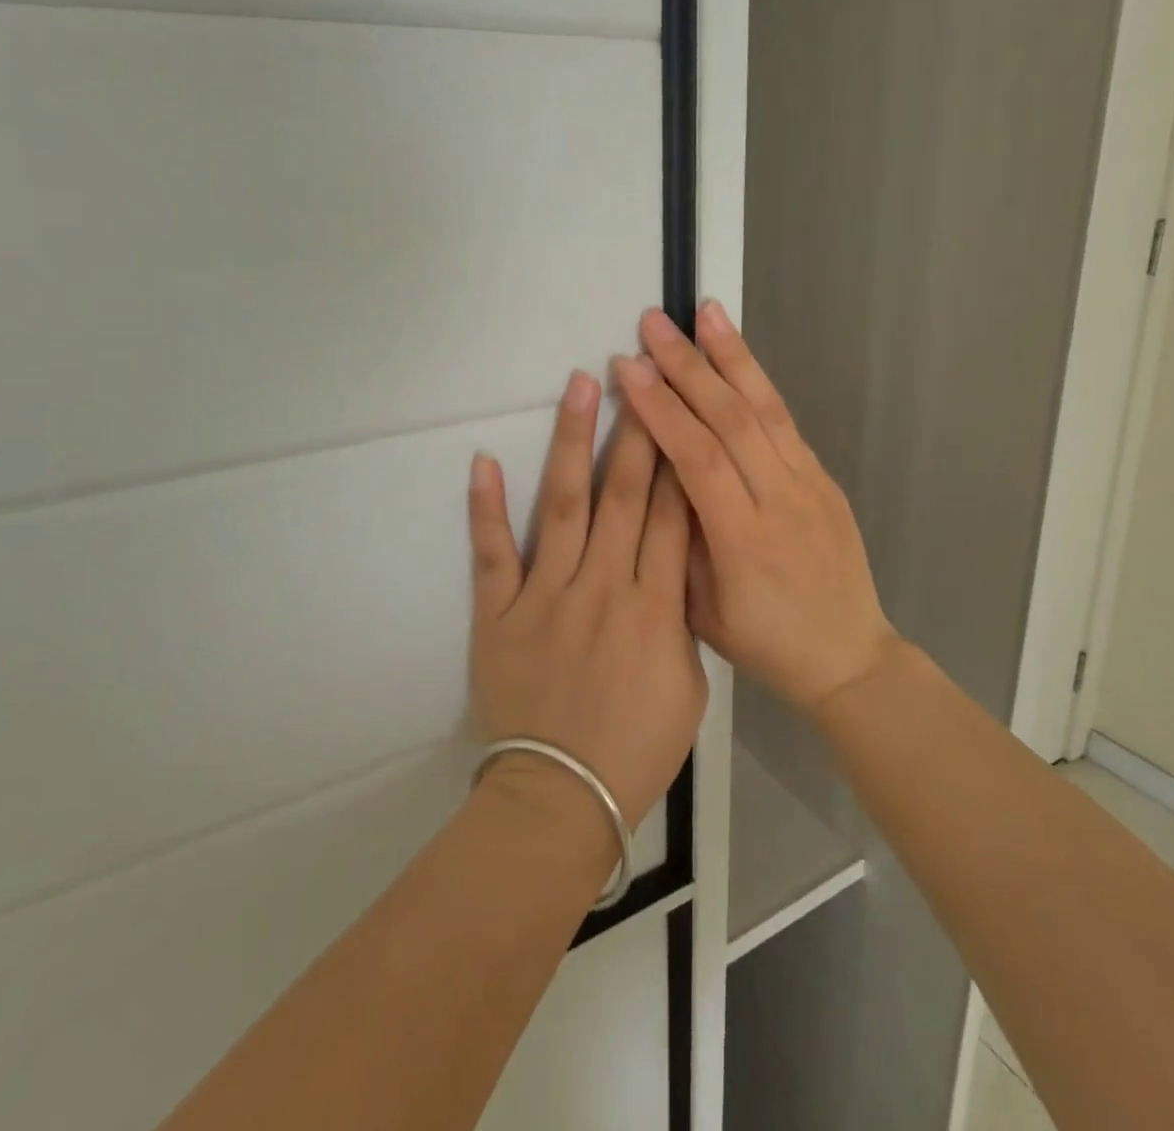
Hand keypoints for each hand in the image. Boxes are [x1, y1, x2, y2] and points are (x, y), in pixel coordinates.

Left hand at [468, 369, 706, 830]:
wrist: (561, 798)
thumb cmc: (637, 749)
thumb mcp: (688, 686)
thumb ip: (682, 619)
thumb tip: (673, 567)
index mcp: (656, 608)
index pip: (674, 516)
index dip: (680, 459)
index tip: (680, 411)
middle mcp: (603, 587)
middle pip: (625, 495)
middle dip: (636, 429)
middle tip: (639, 374)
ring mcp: (546, 595)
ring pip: (564, 505)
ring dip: (572, 442)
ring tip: (580, 387)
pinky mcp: (498, 612)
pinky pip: (493, 552)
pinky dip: (486, 507)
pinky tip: (485, 459)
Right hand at [614, 302, 898, 713]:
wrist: (849, 657)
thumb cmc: (765, 644)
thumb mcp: (703, 611)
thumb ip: (680, 540)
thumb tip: (660, 476)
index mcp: (744, 540)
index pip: (698, 458)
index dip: (662, 409)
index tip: (628, 368)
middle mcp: (782, 500)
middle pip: (732, 420)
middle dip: (689, 365)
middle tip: (655, 323)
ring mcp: (810, 485)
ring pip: (766, 408)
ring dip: (733, 356)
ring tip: (706, 312)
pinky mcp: (825, 479)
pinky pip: (786, 423)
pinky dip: (760, 384)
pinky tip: (739, 359)